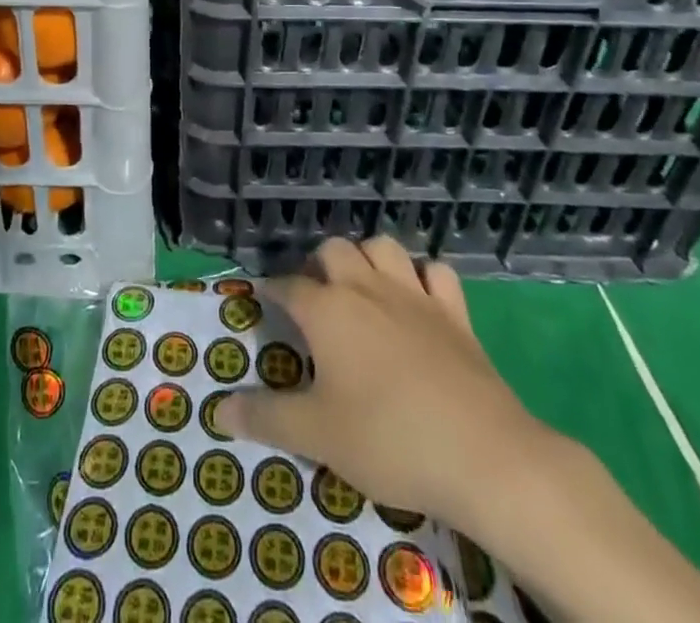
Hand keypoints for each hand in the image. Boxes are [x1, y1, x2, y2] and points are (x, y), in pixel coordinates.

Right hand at [216, 236, 563, 543]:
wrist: (481, 453)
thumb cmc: (388, 440)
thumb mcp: (317, 436)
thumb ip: (267, 418)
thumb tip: (219, 410)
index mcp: (328, 310)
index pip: (288, 286)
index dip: (272, 291)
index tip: (265, 301)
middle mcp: (366, 287)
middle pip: (334, 250)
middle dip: (318, 265)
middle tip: (315, 299)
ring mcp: (414, 294)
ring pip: (383, 246)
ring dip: (367, 258)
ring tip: (361, 287)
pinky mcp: (454, 311)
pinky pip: (435, 272)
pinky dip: (422, 276)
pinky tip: (418, 296)